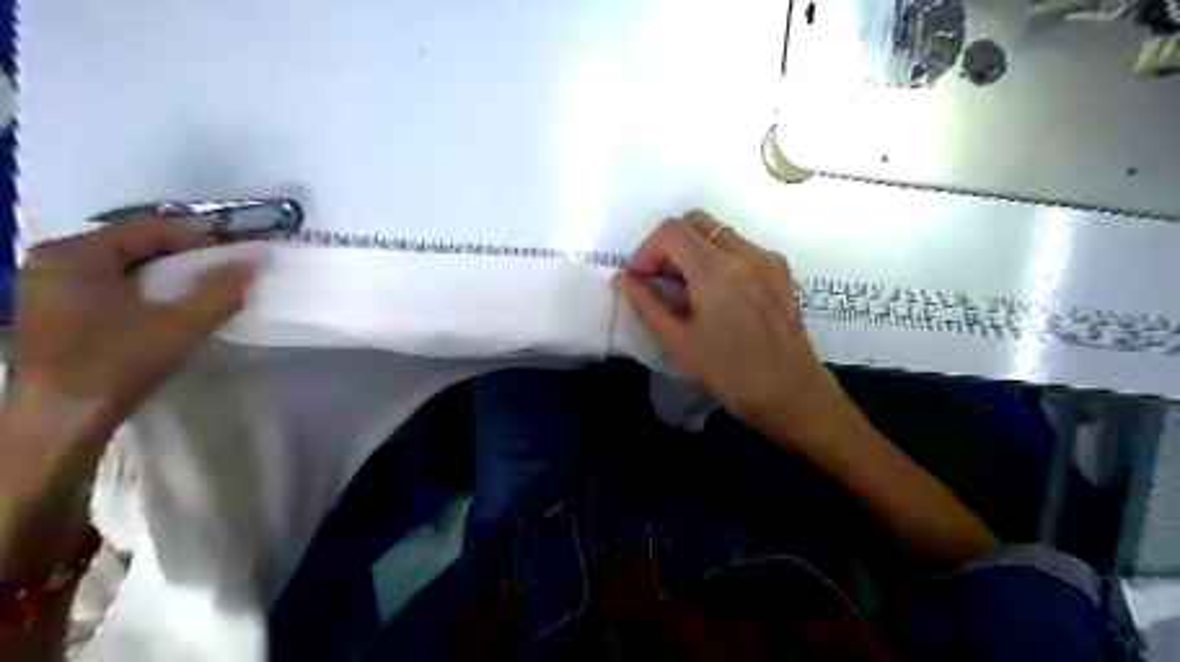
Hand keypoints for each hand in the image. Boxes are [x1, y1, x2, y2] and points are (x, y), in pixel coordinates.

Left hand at [1, 214, 253, 488]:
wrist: (60, 419)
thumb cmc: (118, 363)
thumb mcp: (181, 326)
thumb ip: (220, 292)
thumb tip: (251, 264)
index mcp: (77, 253)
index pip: (152, 229)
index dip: (201, 241)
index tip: (233, 264)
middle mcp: (55, 258)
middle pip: (136, 244)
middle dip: (184, 259)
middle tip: (220, 280)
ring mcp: (48, 283)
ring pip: (124, 265)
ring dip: (166, 276)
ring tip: (198, 296)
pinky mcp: (52, 308)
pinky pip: (109, 283)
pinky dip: (143, 290)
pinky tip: (163, 311)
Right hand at [609, 211, 847, 444]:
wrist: (791, 392)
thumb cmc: (730, 373)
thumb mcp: (678, 343)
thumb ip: (646, 304)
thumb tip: (622, 279)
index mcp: (716, 271)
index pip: (671, 232)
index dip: (646, 251)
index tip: (641, 280)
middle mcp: (745, 253)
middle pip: (695, 221)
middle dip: (669, 244)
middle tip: (661, 279)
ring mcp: (767, 258)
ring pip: (718, 232)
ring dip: (693, 249)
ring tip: (687, 288)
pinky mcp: (781, 269)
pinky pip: (740, 247)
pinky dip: (718, 257)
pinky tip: (716, 293)